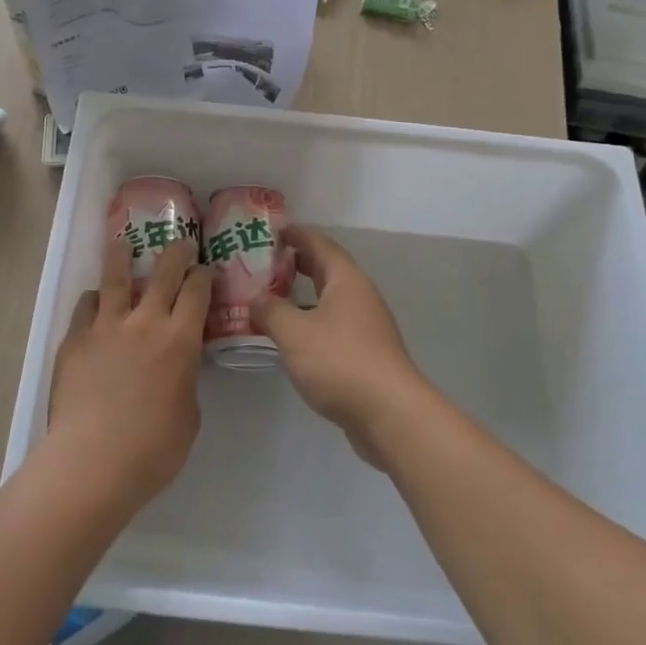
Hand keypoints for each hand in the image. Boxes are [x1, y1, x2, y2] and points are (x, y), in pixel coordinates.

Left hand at [48, 232, 211, 508]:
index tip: (206, 270)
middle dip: (176, 252)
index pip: (197, 291)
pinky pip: (86, 307)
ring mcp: (105, 327)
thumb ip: (184, 379)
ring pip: (115, 277)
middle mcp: (145, 322)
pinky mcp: (75, 340)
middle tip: (181, 242)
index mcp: (180, 339)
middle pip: (163, 271)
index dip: (204, 275)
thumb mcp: (188, 414)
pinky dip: (95, 300)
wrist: (93, 461)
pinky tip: (96, 303)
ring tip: (123, 243)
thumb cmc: (153, 449)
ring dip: (122, 256)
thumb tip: (177, 367)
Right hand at [251, 225, 429, 466]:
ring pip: (331, 299)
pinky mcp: (367, 353)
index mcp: (346, 280)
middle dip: (298, 263)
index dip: (296, 234)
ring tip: (273, 298)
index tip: (272, 230)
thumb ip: (270, 310)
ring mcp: (367, 325)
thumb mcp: (294, 333)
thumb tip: (255, 297)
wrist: (390, 414)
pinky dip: (312, 321)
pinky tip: (293, 337)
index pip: (319, 243)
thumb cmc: (340, 362)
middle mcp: (360, 296)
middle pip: (327, 269)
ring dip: (304, 295)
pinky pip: (334, 324)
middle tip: (266, 262)